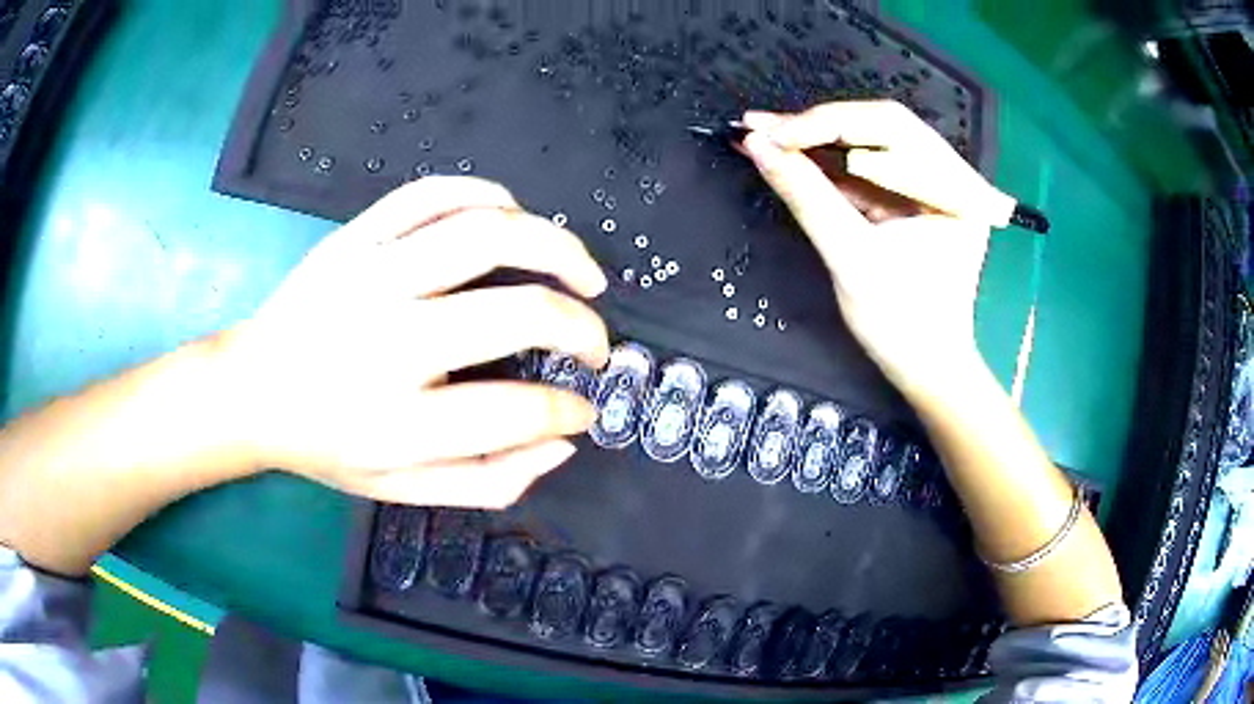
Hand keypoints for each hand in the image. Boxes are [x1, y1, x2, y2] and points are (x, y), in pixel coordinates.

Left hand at [220, 177, 610, 508]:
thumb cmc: (325, 445)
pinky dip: (488, 196)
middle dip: (581, 328)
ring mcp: (367, 277)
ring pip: (485, 233)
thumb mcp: (400, 489)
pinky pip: (432, 193)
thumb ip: (486, 480)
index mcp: (397, 423)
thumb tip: (561, 442)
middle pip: (516, 315)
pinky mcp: (354, 237)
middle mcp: (386, 343)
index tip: (584, 407)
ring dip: (556, 246)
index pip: (516, 412)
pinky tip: (514, 218)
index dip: (569, 409)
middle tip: (596, 343)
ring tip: (583, 273)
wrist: (250, 389)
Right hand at [740, 101, 1000, 396]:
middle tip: (760, 128)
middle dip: (819, 125)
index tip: (768, 133)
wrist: (925, 368)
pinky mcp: (915, 196)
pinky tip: (793, 154)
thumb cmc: (901, 325)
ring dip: (819, 138)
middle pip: (881, 124)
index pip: (889, 129)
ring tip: (767, 136)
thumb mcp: (852, 259)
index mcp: (957, 190)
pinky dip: (830, 161)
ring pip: (871, 139)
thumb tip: (757, 146)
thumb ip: (807, 197)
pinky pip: (869, 164)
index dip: (824, 125)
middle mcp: (954, 176)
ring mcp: (936, 184)